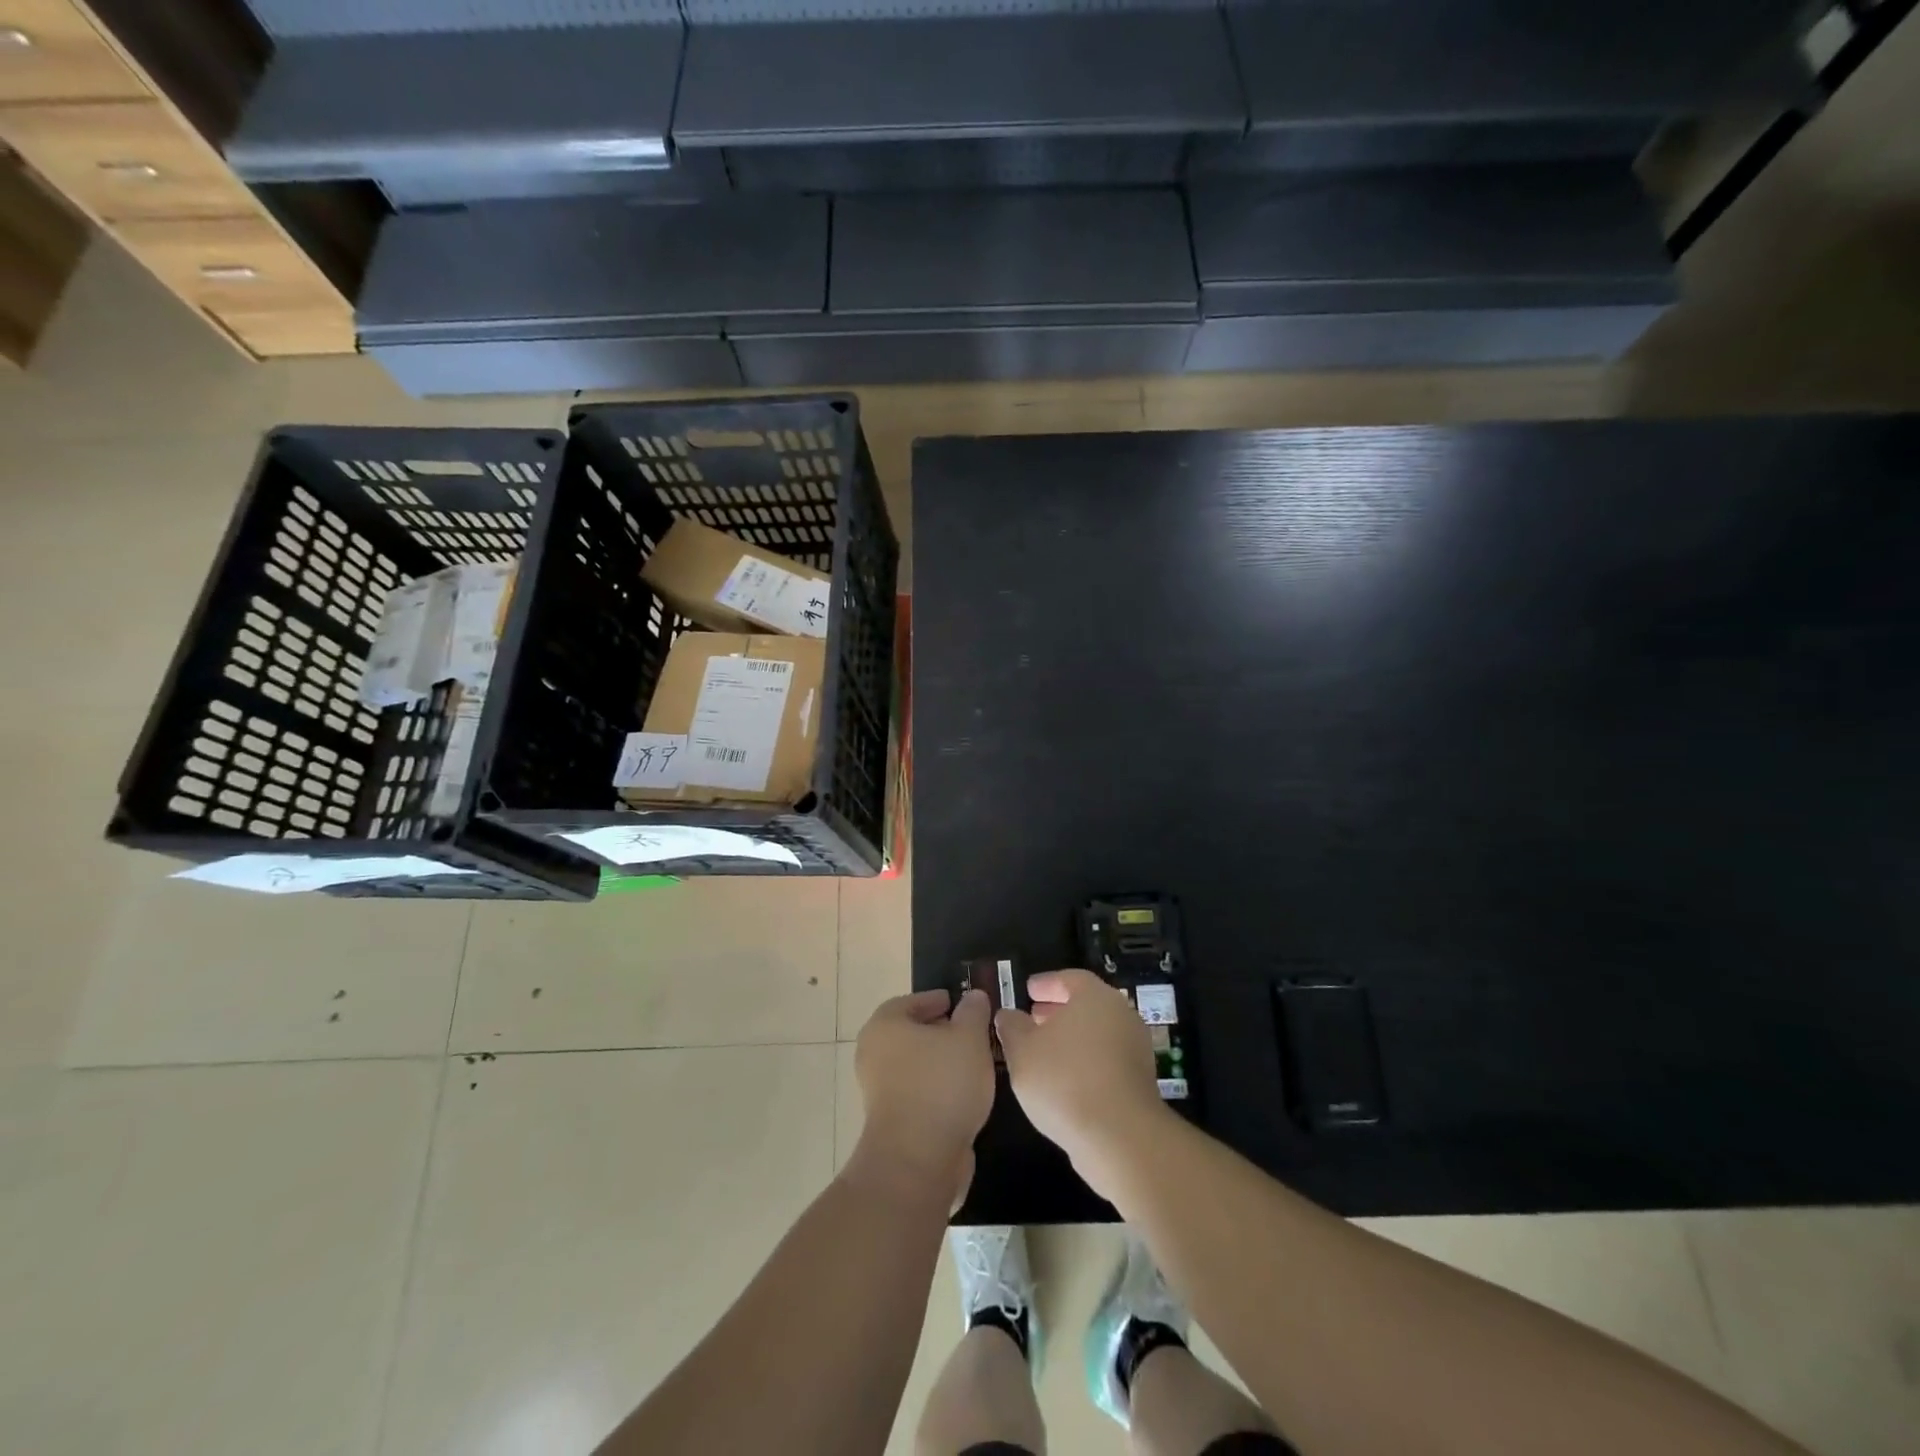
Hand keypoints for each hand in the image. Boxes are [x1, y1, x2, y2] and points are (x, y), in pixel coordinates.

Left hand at [849, 988, 995, 1205]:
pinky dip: (939, 1091)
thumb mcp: (969, 1038)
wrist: (918, 1160)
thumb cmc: (942, 1084)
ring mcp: (880, 1092)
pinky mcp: (892, 1123)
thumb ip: (973, 1012)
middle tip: (973, 1034)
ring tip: (977, 1065)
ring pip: (917, 1067)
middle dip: (942, 1033)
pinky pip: (919, 1095)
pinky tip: (966, 1096)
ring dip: (943, 1064)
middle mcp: (874, 1055)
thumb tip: (973, 996)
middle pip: (912, 1035)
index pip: (911, 1002)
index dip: (937, 1000)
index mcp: (885, 1026)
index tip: (962, 1005)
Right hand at [994, 969, 1170, 1195]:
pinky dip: (1085, 1061)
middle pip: (1087, 1005)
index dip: (1047, 983)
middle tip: (1033, 1017)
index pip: (1070, 978)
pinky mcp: (1140, 1081)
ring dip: (1071, 1038)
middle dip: (1058, 1010)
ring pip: (1097, 1033)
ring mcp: (1135, 1049)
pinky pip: (1107, 1059)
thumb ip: (1011, 1027)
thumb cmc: (1064, 1080)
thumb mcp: (1022, 1050)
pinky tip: (1064, 1081)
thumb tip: (1008, 1014)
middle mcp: (1121, 1015)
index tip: (1029, 990)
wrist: (1119, 1137)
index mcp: (1095, 997)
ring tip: (1044, 1052)